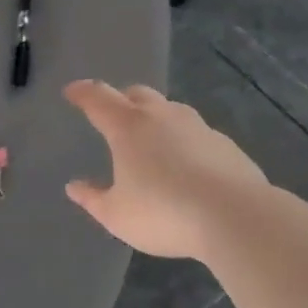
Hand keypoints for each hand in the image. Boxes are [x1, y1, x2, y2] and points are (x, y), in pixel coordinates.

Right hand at [63, 80, 270, 260]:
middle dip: (121, 98)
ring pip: (170, 109)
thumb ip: (93, 199)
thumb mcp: (118, 215)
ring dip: (155, 117)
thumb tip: (74, 186)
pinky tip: (187, 164)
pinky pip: (196, 133)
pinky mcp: (224, 144)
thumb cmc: (165, 213)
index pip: (98, 98)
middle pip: (137, 94)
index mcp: (128, 127)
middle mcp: (161, 116)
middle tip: (113, 114)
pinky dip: (184, 140)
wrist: (236, 217)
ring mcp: (197, 127)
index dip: (82, 92)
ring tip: (151, 139)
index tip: (71, 91)